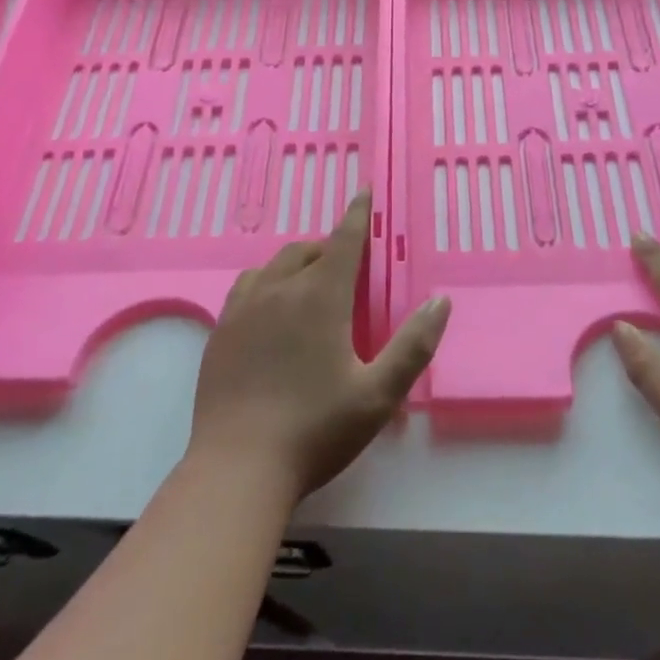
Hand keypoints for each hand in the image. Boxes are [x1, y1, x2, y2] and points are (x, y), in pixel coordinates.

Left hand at [188, 191, 449, 507]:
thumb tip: (439, 301)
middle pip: (309, 249)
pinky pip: (247, 286)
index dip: (358, 214)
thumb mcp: (379, 394)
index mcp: (320, 297)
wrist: (237, 468)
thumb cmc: (316, 429)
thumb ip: (413, 345)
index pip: (344, 240)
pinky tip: (271, 307)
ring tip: (312, 282)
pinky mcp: (221, 330)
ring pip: (275, 264)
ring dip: (299, 262)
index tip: (365, 191)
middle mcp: (280, 289)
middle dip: (332, 246)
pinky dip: (268, 281)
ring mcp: (244, 308)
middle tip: (350, 266)